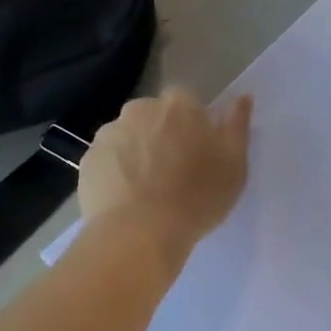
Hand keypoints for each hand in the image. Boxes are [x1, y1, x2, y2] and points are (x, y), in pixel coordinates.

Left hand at [79, 88, 252, 254]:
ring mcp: (109, 134)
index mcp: (179, 105)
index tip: (199, 152)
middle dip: (163, 135)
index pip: (187, 102)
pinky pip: (108, 159)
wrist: (139, 233)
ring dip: (138, 152)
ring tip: (148, 189)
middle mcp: (140, 109)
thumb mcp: (235, 164)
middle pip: (155, 116)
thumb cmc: (197, 197)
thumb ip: (237, 126)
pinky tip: (127, 198)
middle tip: (175, 171)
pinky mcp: (88, 160)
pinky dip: (117, 172)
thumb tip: (242, 98)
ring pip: (129, 136)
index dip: (193, 125)